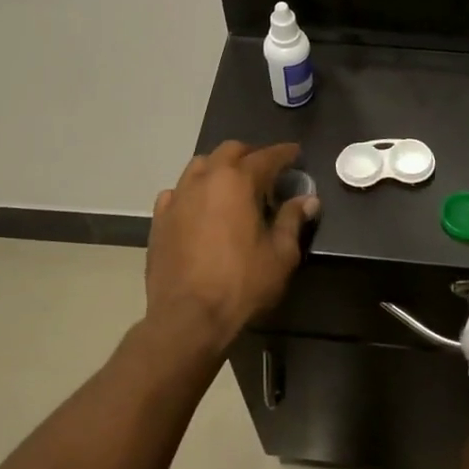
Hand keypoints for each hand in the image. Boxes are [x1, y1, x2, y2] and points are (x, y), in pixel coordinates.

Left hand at [145, 141, 318, 355]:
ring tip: (232, 185)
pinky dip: (193, 192)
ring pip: (199, 166)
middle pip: (229, 151)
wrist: (188, 318)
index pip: (265, 157)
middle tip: (266, 169)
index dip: (284, 153)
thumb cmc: (241, 284)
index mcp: (237, 182)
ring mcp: (177, 198)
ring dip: (219, 168)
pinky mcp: (159, 220)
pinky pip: (177, 193)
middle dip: (250, 154)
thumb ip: (293, 220)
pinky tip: (199, 207)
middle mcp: (204, 180)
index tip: (295, 153)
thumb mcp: (280, 254)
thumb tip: (308, 199)